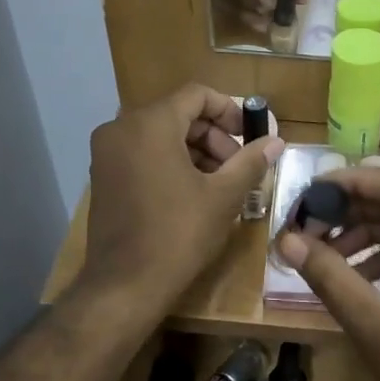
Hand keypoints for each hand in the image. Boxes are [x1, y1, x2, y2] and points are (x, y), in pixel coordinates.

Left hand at [80, 85, 283, 312]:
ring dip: (196, 151)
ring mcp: (107, 153)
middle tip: (239, 167)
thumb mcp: (223, 196)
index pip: (196, 95)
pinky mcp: (103, 177)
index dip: (230, 110)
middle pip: (178, 114)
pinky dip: (171, 163)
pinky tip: (194, 193)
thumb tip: (275, 141)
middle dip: (214, 136)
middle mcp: (121, 129)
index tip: (250, 136)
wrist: (125, 285)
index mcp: (150, 124)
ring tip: (222, 183)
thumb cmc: (179, 234)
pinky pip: (143, 154)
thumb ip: (250, 162)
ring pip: (161, 135)